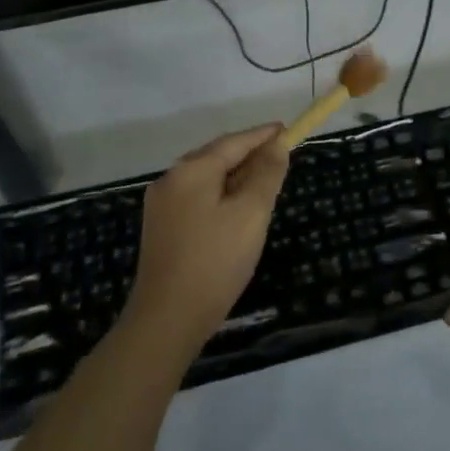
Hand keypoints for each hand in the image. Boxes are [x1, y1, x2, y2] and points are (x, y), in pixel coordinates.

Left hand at [123, 125, 289, 360]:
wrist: (166, 321)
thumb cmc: (215, 261)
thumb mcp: (251, 214)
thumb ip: (266, 174)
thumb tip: (277, 145)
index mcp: (191, 170)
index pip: (235, 141)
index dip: (263, 135)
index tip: (287, 130)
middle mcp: (171, 179)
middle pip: (218, 157)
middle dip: (250, 156)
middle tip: (281, 159)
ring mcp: (162, 205)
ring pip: (207, 179)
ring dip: (236, 178)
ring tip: (264, 185)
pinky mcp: (161, 229)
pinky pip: (198, 199)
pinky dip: (221, 196)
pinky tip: (237, 212)